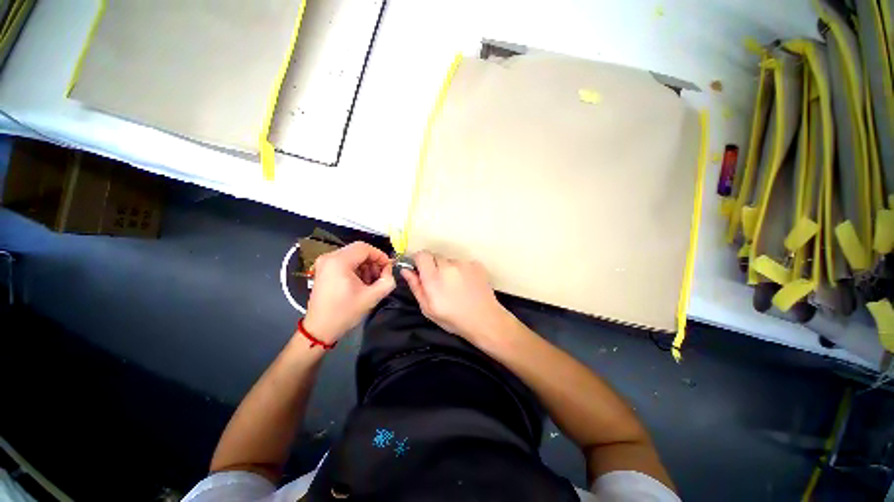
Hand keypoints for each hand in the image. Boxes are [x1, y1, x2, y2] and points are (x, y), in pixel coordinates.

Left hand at [302, 242, 395, 343]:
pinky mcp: (324, 270)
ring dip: (366, 265)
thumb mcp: (372, 297)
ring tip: (372, 281)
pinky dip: (356, 268)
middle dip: (373, 261)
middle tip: (381, 275)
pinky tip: (362, 282)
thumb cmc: (345, 312)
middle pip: (358, 250)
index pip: (365, 248)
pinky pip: (345, 262)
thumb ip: (387, 280)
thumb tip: (389, 270)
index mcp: (339, 261)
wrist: (320, 329)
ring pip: (352, 255)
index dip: (380, 255)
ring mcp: (325, 263)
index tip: (388, 267)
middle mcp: (329, 257)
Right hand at [401, 251, 512, 342]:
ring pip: (449, 260)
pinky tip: (467, 284)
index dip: (419, 260)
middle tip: (439, 282)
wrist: (485, 320)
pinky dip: (461, 270)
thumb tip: (406, 270)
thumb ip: (416, 286)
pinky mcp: (476, 264)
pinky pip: (462, 263)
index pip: (422, 255)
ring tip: (455, 286)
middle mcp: (449, 266)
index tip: (420, 270)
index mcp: (434, 278)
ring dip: (448, 268)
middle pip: (435, 256)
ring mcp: (464, 264)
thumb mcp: (428, 308)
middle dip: (433, 266)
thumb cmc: (453, 318)